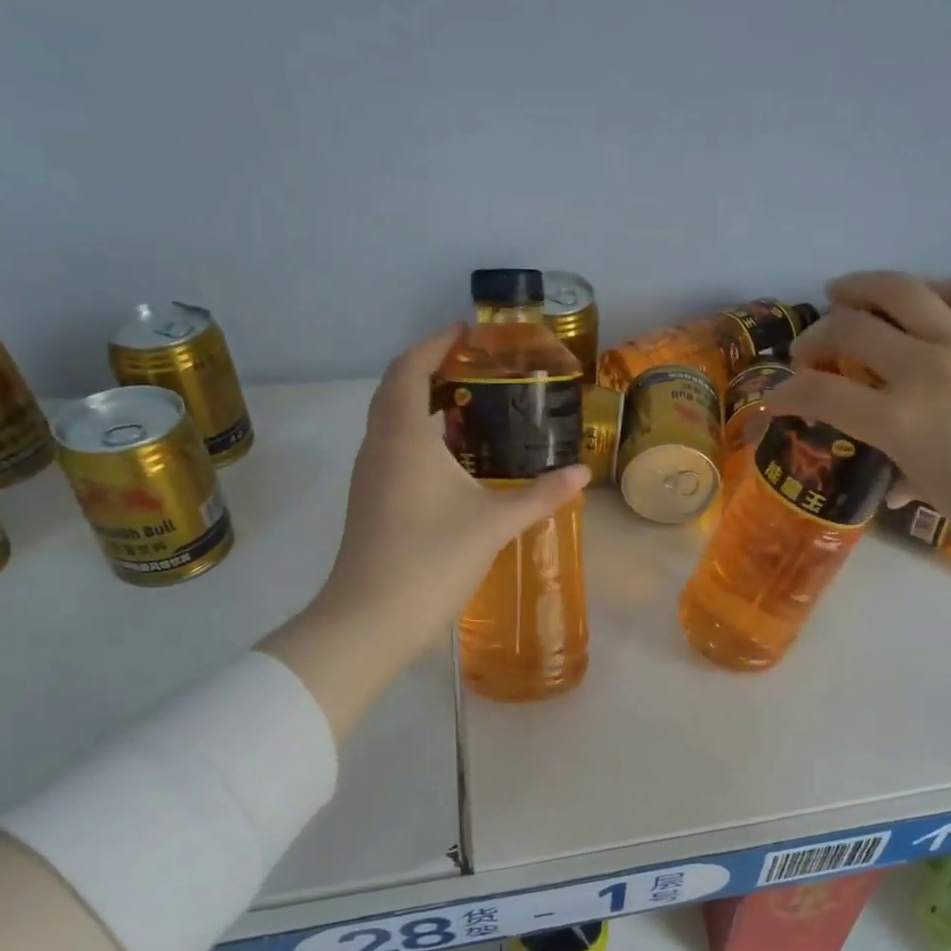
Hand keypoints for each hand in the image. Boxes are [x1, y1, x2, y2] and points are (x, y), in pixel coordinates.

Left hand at [260, 326, 589, 736]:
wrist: (369, 620)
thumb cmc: (430, 560)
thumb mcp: (494, 524)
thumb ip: (540, 496)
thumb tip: (581, 474)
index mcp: (403, 437)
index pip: (409, 369)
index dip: (434, 343)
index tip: (466, 331)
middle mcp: (379, 447)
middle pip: (395, 389)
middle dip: (429, 368)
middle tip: (473, 366)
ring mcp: (369, 476)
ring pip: (391, 422)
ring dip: (422, 404)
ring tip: (468, 406)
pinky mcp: (370, 501)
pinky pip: (392, 449)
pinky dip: (419, 436)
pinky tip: (452, 460)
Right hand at [764, 273, 950, 570]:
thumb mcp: (941, 498)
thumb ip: (905, 475)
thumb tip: (892, 482)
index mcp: (899, 422)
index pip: (819, 394)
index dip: (785, 393)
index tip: (775, 398)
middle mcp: (925, 369)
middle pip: (851, 329)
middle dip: (816, 336)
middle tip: (810, 348)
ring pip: (902, 291)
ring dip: (861, 287)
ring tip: (843, 290)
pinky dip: (931, 291)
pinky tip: (923, 296)